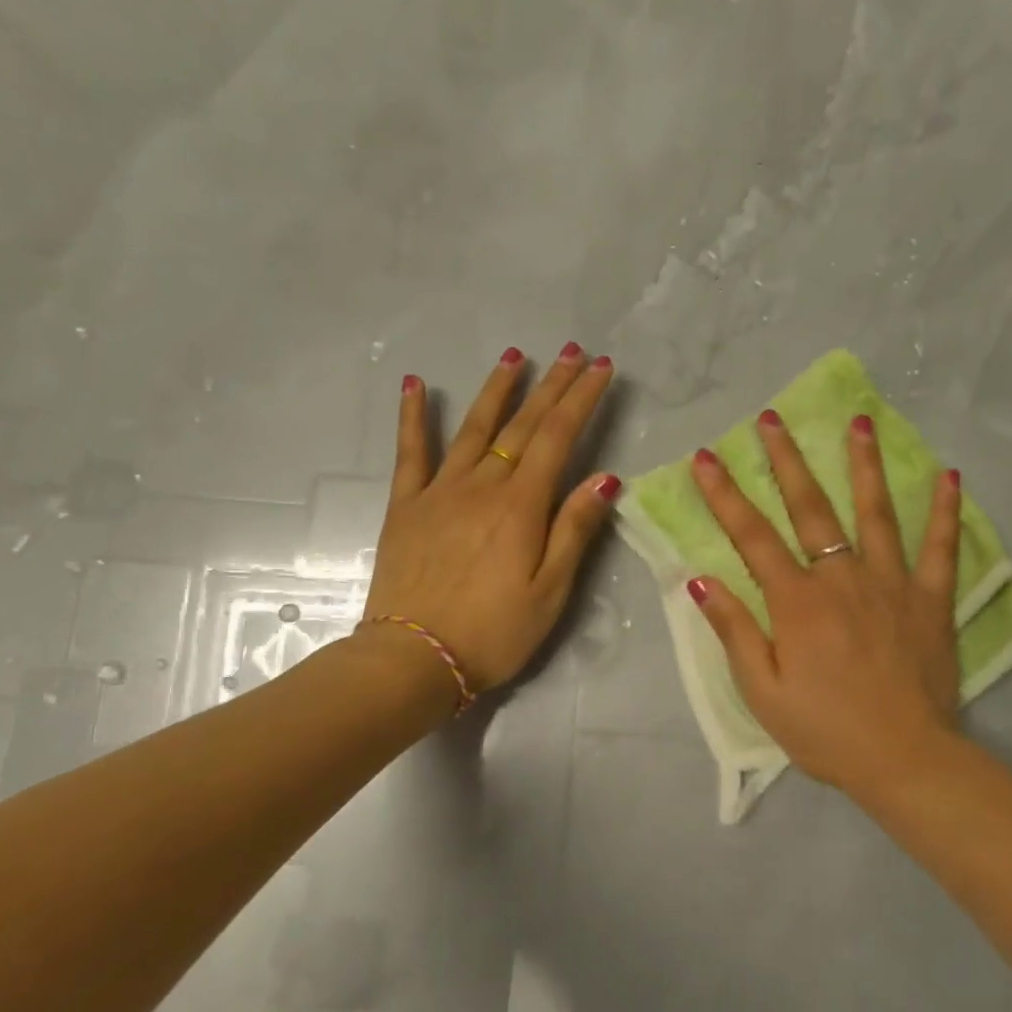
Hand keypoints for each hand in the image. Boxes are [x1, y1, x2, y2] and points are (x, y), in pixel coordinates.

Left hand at [361, 343, 617, 694]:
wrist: (412, 659)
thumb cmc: (493, 633)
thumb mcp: (550, 591)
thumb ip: (574, 530)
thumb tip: (605, 478)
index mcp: (521, 506)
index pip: (559, 438)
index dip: (582, 399)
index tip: (601, 368)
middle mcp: (482, 486)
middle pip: (523, 425)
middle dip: (552, 385)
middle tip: (572, 351)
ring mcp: (440, 491)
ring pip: (474, 428)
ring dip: (497, 390)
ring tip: (515, 355)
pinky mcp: (407, 506)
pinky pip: (411, 453)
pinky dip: (412, 417)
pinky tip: (413, 384)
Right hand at [688, 412, 962, 795]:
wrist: (904, 760)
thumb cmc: (825, 731)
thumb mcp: (762, 691)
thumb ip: (735, 631)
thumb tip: (701, 581)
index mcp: (797, 602)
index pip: (752, 537)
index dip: (725, 495)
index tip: (707, 458)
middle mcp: (842, 579)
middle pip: (811, 508)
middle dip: (787, 460)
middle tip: (772, 418)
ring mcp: (892, 584)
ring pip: (876, 513)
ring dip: (864, 465)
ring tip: (859, 423)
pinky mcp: (931, 600)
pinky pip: (941, 548)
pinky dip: (946, 512)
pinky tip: (950, 476)